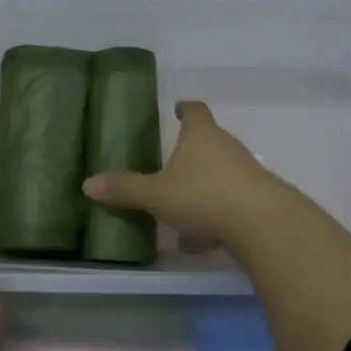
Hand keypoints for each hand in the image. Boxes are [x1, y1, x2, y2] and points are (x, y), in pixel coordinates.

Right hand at [80, 100, 287, 249]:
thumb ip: (124, 189)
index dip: (186, 109)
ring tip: (178, 209)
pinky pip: (228, 205)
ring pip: (219, 176)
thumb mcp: (156, 194)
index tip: (179, 108)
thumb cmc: (203, 195)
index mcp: (201, 136)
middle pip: (209, 142)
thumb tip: (88, 184)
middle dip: (191, 152)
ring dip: (201, 189)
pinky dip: (212, 218)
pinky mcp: (257, 202)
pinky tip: (196, 242)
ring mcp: (246, 175)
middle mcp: (227, 148)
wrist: (262, 224)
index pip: (195, 111)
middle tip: (171, 162)